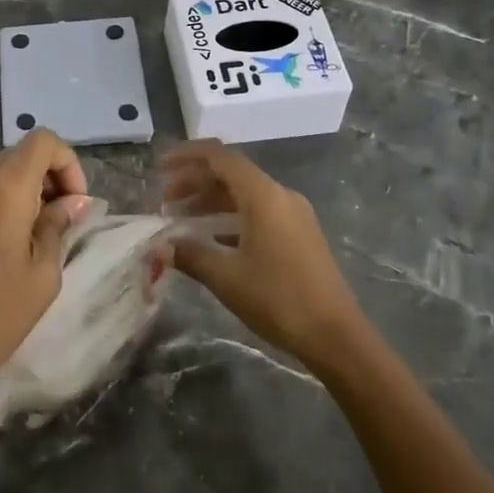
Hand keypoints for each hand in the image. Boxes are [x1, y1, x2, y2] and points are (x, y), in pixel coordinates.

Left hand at [0, 128, 91, 409]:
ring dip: (17, 192)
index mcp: (4, 188)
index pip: (43, 141)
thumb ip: (57, 226)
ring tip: (24, 239)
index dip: (67, 163)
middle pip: (17, 156)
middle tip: (56, 223)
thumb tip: (73, 202)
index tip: (74, 203)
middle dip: (45, 180)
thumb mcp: (42, 275)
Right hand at [160, 139, 365, 377]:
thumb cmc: (278, 298)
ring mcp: (293, 214)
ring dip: (210, 200)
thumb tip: (158, 247)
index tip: (159, 167)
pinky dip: (230, 216)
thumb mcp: (226, 276)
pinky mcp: (299, 234)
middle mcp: (280, 195)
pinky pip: (257, 211)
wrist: (336, 336)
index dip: (186, 156)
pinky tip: (210, 237)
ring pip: (244, 193)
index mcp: (263, 195)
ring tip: (180, 218)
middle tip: (163, 201)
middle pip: (230, 173)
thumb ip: (189, 255)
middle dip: (194, 182)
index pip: (220, 156)